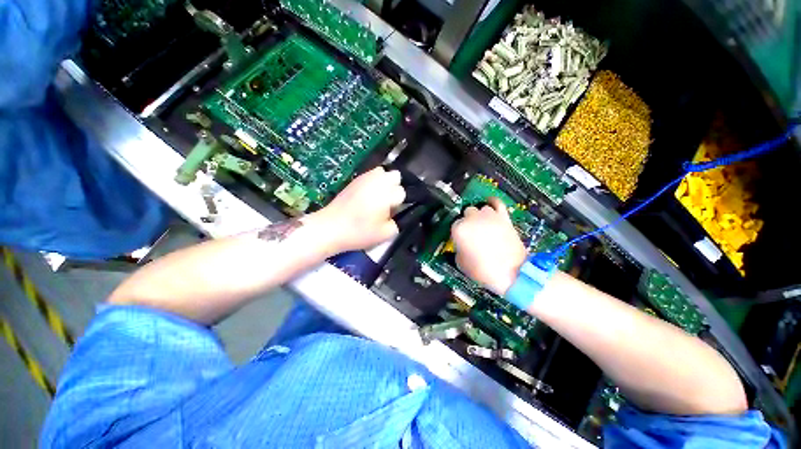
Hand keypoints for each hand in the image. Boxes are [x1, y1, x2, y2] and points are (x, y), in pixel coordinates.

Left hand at [310, 167, 404, 253]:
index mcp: (386, 194)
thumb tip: (397, 213)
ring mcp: (365, 178)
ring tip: (379, 196)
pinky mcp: (355, 180)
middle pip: (396, 176)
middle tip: (388, 201)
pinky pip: (371, 175)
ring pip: (383, 172)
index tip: (393, 212)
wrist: (331, 227)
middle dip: (396, 187)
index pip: (402, 192)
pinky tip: (368, 195)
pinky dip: (374, 182)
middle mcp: (377, 182)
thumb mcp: (386, 234)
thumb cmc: (359, 232)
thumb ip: (399, 222)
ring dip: (385, 182)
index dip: (400, 203)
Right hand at [451, 197, 526, 295]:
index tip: (462, 240)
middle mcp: (472, 218)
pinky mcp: (503, 217)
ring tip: (483, 226)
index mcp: (459, 229)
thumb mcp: (460, 262)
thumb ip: (458, 248)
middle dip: (468, 222)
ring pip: (481, 209)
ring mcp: (489, 216)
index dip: (459, 233)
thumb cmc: (482, 270)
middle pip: (467, 213)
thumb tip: (461, 243)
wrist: (511, 273)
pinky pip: (497, 202)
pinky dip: (493, 201)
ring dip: (480, 216)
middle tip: (473, 234)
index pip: (454, 224)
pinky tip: (490, 203)